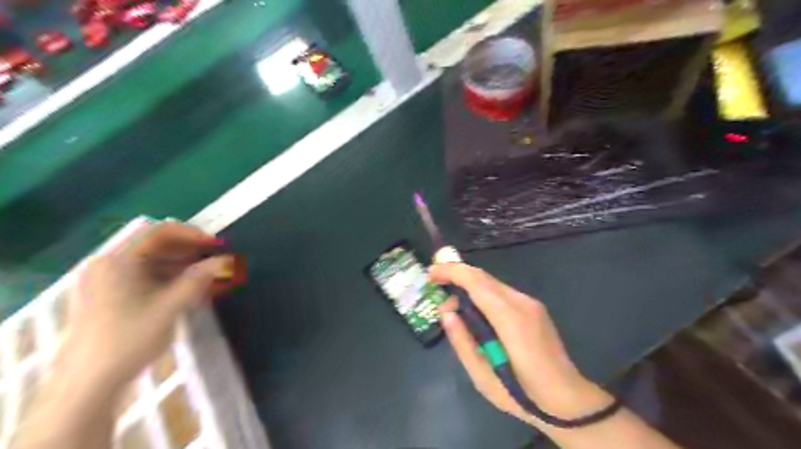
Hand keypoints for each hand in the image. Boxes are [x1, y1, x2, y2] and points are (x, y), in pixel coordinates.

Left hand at [61, 223, 232, 390]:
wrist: (87, 385)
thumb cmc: (129, 338)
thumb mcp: (171, 307)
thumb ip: (199, 279)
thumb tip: (225, 260)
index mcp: (118, 260)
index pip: (159, 232)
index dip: (192, 234)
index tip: (216, 245)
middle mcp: (108, 265)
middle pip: (154, 246)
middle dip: (188, 251)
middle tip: (214, 260)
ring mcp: (104, 282)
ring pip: (150, 263)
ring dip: (180, 266)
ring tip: (205, 277)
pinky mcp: (106, 298)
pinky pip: (142, 278)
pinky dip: (167, 279)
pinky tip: (185, 291)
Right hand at [432, 263, 606, 427]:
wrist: (567, 400)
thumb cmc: (522, 394)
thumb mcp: (483, 377)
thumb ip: (462, 342)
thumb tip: (447, 313)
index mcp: (510, 319)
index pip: (476, 282)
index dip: (452, 272)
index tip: (430, 274)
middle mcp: (522, 303)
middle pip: (483, 277)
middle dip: (456, 274)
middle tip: (435, 284)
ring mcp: (531, 304)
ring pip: (492, 283)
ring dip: (468, 285)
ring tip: (452, 305)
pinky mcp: (534, 308)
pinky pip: (501, 292)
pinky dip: (482, 293)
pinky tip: (473, 309)